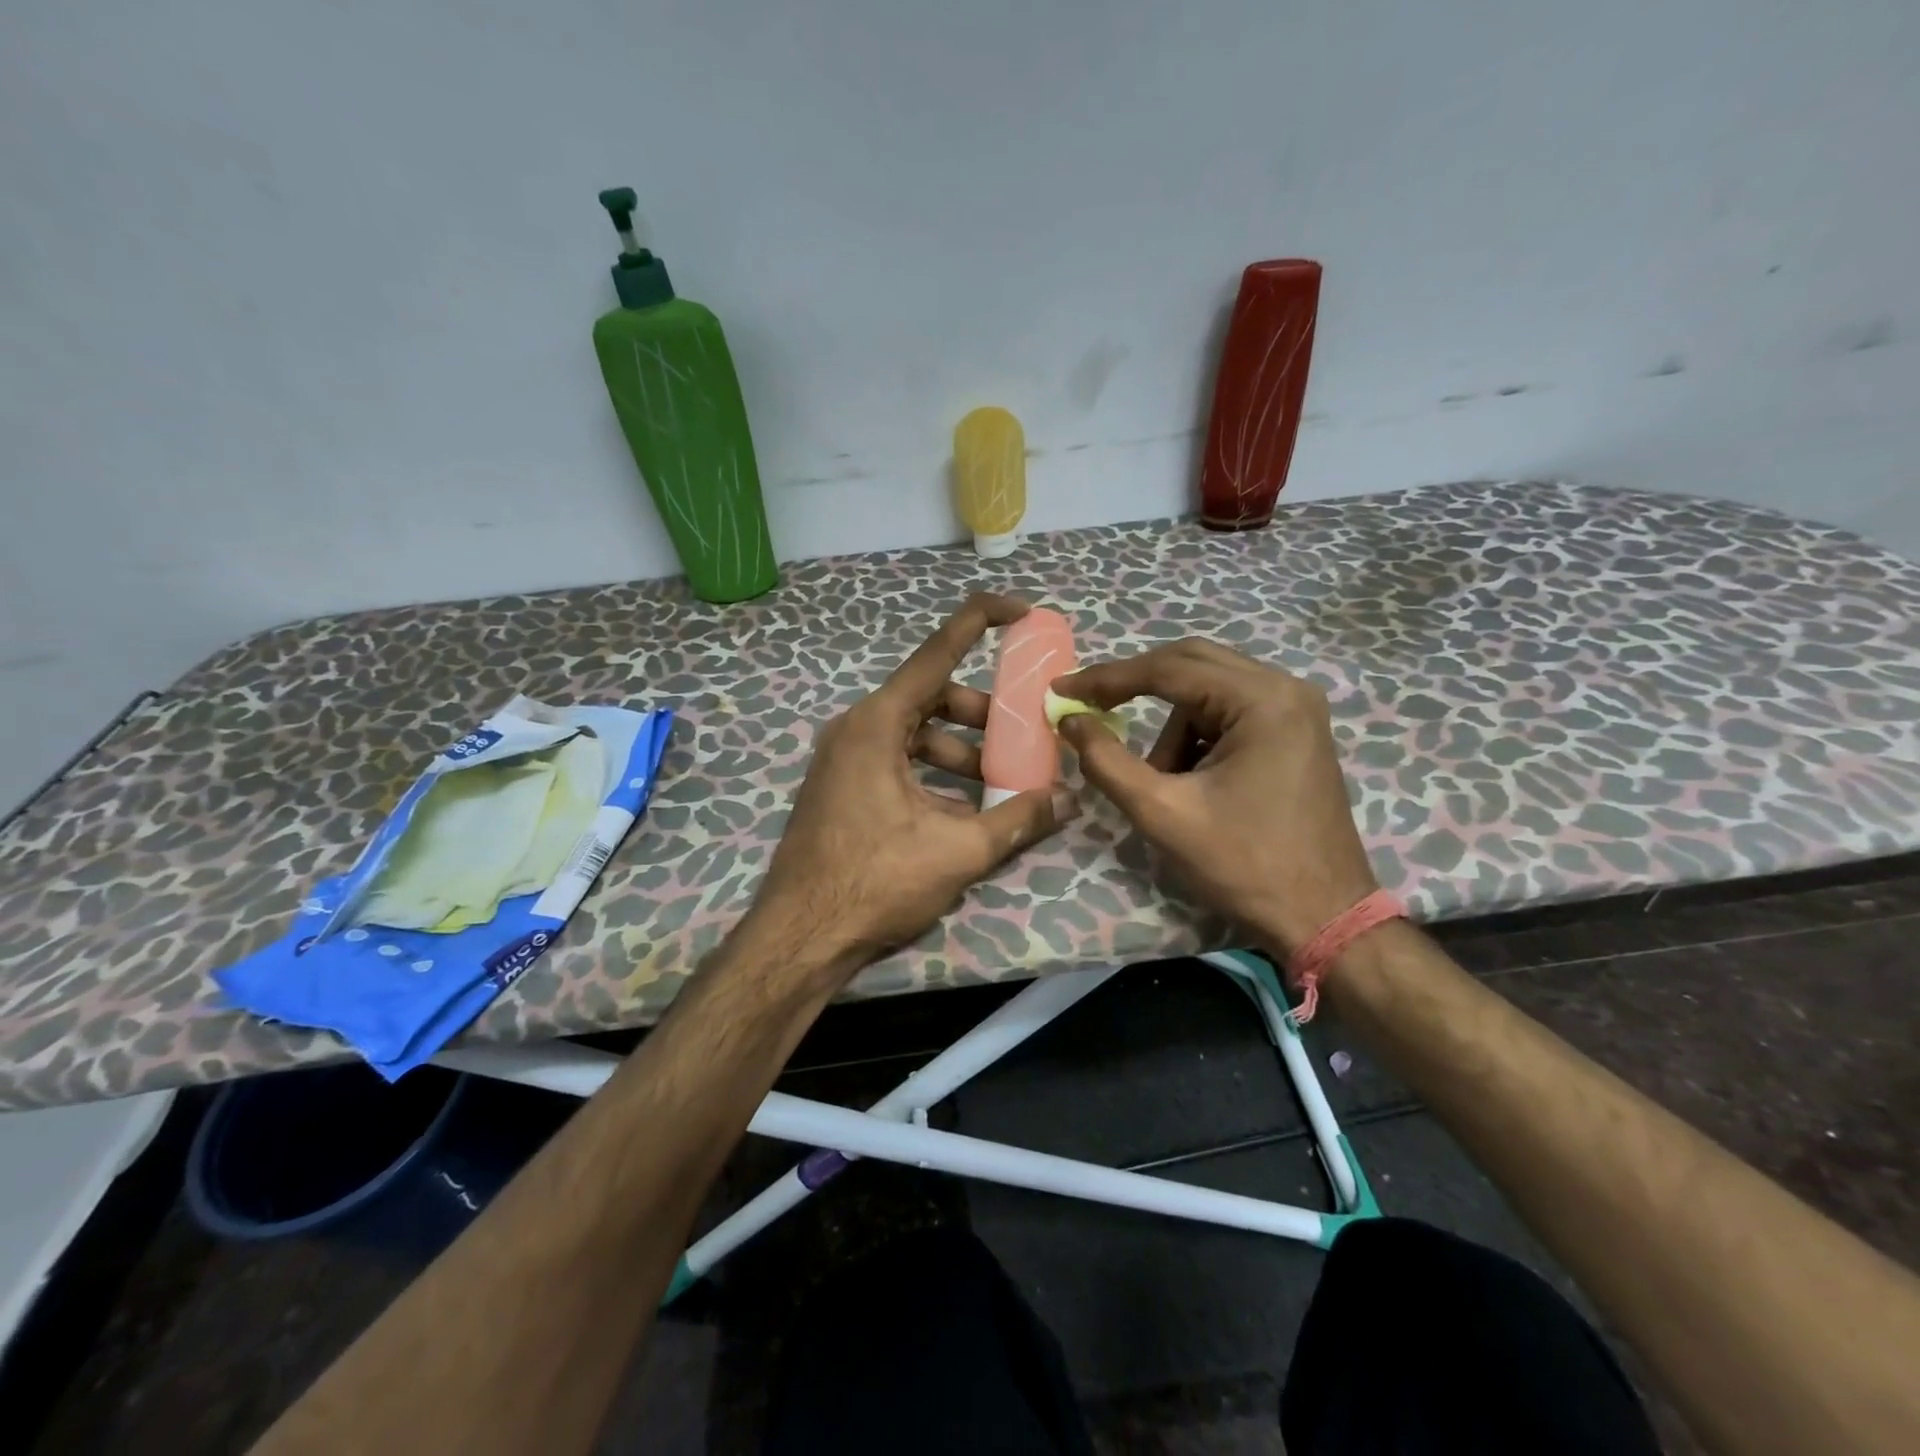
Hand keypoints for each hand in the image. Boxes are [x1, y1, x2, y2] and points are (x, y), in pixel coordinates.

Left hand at [750, 593, 1078, 978]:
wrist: (799, 937)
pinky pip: (896, 761)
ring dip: (960, 751)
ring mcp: (844, 758)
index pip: (937, 652)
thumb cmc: (874, 882)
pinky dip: (933, 774)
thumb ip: (1018, 818)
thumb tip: (1070, 798)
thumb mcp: (957, 850)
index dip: (980, 622)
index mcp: (877, 723)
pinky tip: (963, 812)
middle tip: (1021, 738)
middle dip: (981, 714)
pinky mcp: (841, 786)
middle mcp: (856, 728)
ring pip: (914, 733)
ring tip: (999, 785)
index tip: (1020, 610)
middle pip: (930, 696)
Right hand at [1053, 640, 1376, 955]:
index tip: (1062, 689)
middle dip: (1136, 688)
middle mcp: (1285, 689)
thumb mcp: (1162, 813)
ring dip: (1173, 729)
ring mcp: (1296, 709)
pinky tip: (1192, 782)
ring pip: (1208, 693)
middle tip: (1091, 709)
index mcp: (1261, 700)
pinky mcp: (1295, 733)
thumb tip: (1070, 720)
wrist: (1323, 917)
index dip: (1107, 678)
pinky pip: (1229, 714)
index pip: (1168, 669)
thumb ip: (1107, 761)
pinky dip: (1197, 738)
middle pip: (1191, 664)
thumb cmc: (1244, 865)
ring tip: (1163, 783)